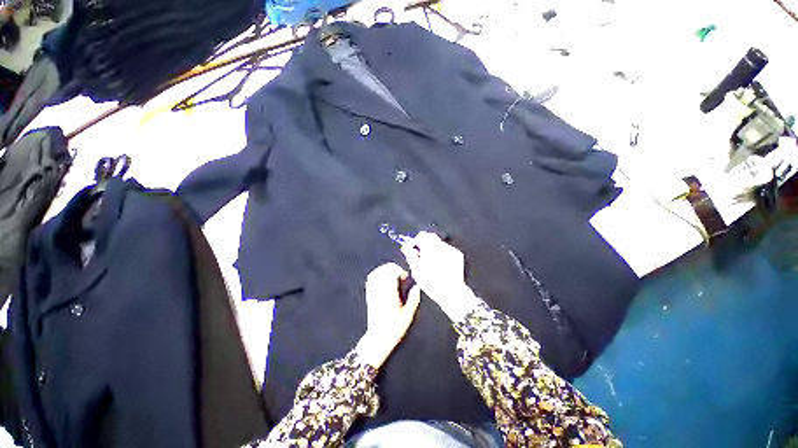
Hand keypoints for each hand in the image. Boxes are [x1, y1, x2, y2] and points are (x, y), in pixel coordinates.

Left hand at [355, 263, 421, 368]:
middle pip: (383, 270)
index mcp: (389, 294)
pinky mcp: (369, 296)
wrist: (378, 339)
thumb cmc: (393, 329)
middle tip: (400, 274)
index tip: (405, 276)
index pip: (391, 273)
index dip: (399, 270)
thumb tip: (417, 287)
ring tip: (393, 274)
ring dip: (385, 270)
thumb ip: (413, 300)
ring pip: (376, 273)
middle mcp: (380, 291)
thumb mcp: (408, 316)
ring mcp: (373, 293)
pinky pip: (370, 279)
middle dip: (393, 268)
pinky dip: (377, 275)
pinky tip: (383, 278)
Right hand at [401, 232, 481, 321]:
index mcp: (430, 247)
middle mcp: (442, 246)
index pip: (422, 235)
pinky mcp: (457, 255)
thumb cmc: (432, 282)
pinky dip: (442, 254)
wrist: (451, 292)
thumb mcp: (416, 269)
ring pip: (439, 244)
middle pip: (431, 238)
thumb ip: (410, 254)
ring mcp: (451, 250)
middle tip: (420, 255)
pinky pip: (447, 250)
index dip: (416, 241)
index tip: (414, 247)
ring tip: (431, 263)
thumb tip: (405, 247)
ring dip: (433, 250)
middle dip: (425, 245)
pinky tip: (440, 265)